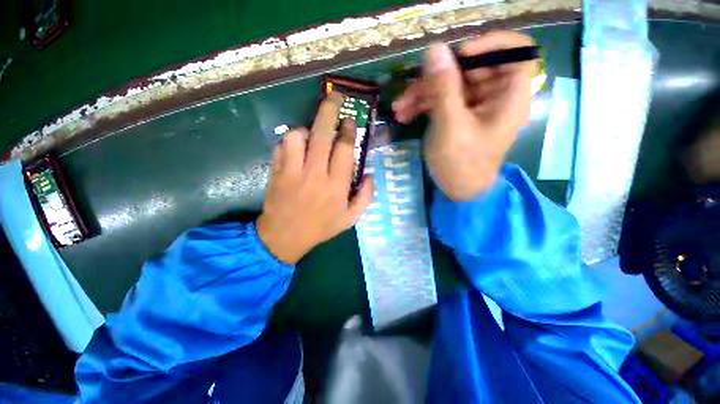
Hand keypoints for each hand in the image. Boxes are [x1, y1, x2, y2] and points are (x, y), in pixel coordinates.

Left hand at [257, 93, 373, 263]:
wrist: (284, 237)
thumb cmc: (321, 227)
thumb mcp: (351, 219)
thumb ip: (365, 197)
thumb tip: (369, 174)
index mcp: (336, 186)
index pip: (344, 150)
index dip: (348, 131)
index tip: (350, 121)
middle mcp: (315, 174)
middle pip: (322, 135)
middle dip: (329, 111)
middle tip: (335, 97)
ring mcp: (292, 171)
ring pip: (298, 136)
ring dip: (307, 129)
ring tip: (313, 134)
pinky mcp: (276, 171)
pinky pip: (282, 146)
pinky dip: (291, 140)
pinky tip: (298, 146)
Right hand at [392, 31, 537, 200]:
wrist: (458, 191)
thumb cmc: (461, 164)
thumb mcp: (450, 126)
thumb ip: (444, 87)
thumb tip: (435, 49)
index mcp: (509, 95)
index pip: (516, 51)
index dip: (489, 45)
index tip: (460, 54)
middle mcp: (495, 95)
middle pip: (471, 68)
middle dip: (437, 77)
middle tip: (411, 89)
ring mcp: (475, 106)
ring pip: (450, 85)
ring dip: (422, 93)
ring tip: (399, 108)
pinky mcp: (459, 115)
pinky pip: (442, 100)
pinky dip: (423, 105)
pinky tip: (403, 114)